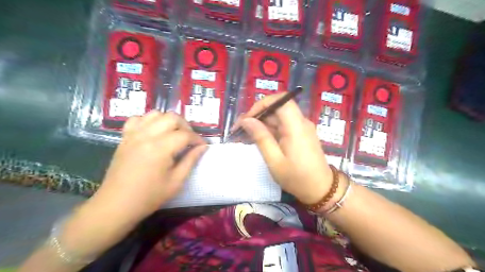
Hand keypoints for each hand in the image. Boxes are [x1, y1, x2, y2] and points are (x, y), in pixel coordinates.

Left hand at [61, 111, 206, 257]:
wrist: (116, 205)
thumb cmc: (149, 196)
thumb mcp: (176, 181)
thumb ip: (191, 160)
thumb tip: (203, 147)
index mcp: (161, 148)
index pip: (185, 134)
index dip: (197, 139)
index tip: (203, 146)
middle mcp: (147, 136)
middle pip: (172, 117)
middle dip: (186, 126)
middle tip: (189, 139)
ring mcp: (133, 135)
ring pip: (155, 114)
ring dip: (169, 121)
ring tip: (174, 134)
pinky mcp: (125, 138)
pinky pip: (138, 119)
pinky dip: (149, 121)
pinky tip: (153, 132)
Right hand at [234, 93, 333, 203]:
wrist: (321, 189)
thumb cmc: (297, 178)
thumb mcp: (274, 160)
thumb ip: (261, 137)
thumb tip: (246, 120)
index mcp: (296, 126)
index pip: (280, 100)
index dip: (262, 104)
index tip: (247, 118)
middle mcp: (301, 122)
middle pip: (278, 108)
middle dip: (258, 115)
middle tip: (241, 128)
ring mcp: (302, 127)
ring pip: (279, 116)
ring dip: (262, 123)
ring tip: (246, 135)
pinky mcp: (301, 133)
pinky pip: (283, 125)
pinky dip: (270, 129)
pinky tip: (259, 139)